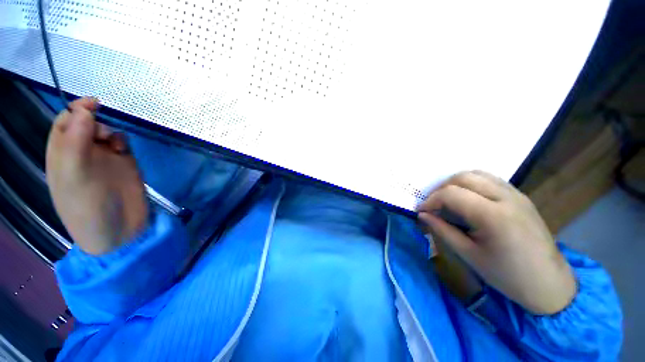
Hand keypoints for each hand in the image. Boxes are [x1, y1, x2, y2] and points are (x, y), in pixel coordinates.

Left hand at [46, 97, 147, 254]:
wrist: (120, 231)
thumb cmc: (89, 208)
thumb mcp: (75, 177)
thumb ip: (75, 143)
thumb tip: (84, 111)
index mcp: (61, 158)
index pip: (62, 125)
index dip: (74, 111)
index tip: (92, 104)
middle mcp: (80, 155)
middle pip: (83, 125)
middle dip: (94, 121)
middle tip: (103, 133)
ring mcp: (103, 160)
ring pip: (104, 132)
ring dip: (109, 131)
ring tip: (115, 145)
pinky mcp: (123, 164)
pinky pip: (121, 143)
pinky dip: (122, 140)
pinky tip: (123, 149)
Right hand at [417, 171, 575, 314]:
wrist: (549, 284)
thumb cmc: (507, 275)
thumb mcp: (469, 255)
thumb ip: (442, 230)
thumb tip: (422, 215)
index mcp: (493, 216)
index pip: (451, 194)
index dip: (430, 200)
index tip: (421, 212)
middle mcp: (506, 197)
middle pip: (463, 177)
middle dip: (441, 189)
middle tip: (433, 205)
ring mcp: (516, 194)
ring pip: (477, 174)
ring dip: (456, 183)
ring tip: (448, 200)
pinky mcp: (520, 196)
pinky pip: (490, 180)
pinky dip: (472, 184)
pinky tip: (468, 200)